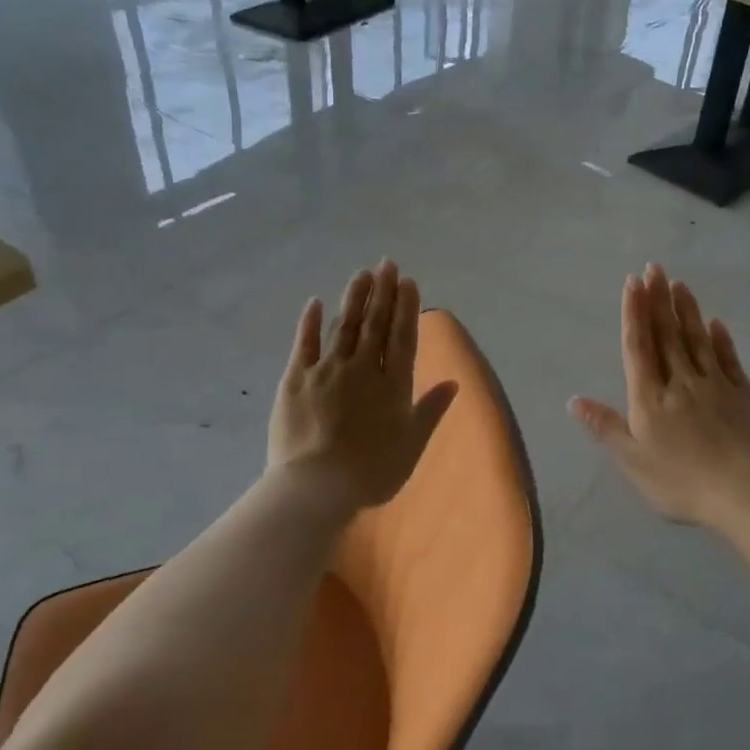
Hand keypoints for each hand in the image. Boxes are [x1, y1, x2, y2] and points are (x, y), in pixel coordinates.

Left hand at [269, 260, 457, 509]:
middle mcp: (362, 368)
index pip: (402, 337)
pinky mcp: (296, 379)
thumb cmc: (372, 471)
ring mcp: (327, 371)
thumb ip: (430, 410)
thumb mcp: (412, 444)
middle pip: (375, 324)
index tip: (408, 281)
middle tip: (387, 264)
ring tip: (363, 274)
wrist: (318, 485)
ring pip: (344, 326)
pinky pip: (304, 344)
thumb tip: (454, 383)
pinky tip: (316, 302)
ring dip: (355, 298)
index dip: (406, 308)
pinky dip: (311, 322)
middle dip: (383, 292)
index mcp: (392, 385)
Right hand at [570, 263, 749, 531]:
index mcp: (650, 398)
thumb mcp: (633, 461)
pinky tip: (715, 323)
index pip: (639, 346)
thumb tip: (574, 400)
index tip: (633, 282)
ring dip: (686, 310)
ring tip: (679, 284)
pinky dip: (720, 339)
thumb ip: (605, 427)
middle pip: (667, 334)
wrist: (745, 493)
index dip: (634, 313)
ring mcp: (715, 384)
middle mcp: (680, 382)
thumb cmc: (681, 481)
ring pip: (696, 340)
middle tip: (654, 267)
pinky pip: (728, 359)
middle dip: (658, 299)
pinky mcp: (743, 394)